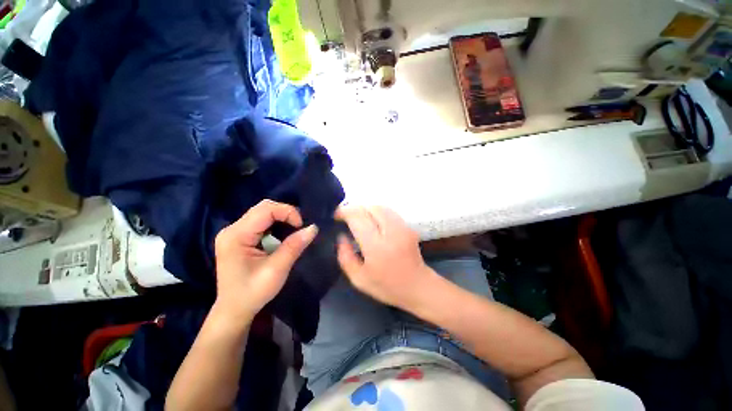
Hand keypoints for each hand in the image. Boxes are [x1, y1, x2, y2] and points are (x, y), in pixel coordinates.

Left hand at [214, 200, 317, 320]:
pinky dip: (276, 224)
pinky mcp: (239, 237)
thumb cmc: (253, 293)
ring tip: (293, 231)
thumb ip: (294, 246)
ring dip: (281, 218)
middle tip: (299, 228)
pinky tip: (282, 235)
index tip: (301, 226)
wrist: (234, 310)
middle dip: (285, 214)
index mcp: (236, 235)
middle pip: (263, 208)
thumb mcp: (276, 270)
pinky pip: (261, 222)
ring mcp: (234, 232)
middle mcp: (232, 229)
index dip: (287, 212)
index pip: (265, 209)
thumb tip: (313, 228)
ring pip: (263, 213)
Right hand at [336, 206, 435, 308]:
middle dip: (353, 208)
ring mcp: (401, 227)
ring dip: (365, 208)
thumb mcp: (359, 279)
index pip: (358, 218)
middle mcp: (390, 232)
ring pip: (379, 206)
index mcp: (376, 247)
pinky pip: (388, 211)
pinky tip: (371, 219)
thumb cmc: (386, 286)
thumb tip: (341, 236)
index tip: (336, 215)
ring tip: (356, 216)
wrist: (417, 286)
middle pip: (369, 208)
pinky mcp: (407, 226)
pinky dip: (376, 210)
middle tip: (344, 216)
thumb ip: (345, 256)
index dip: (344, 212)